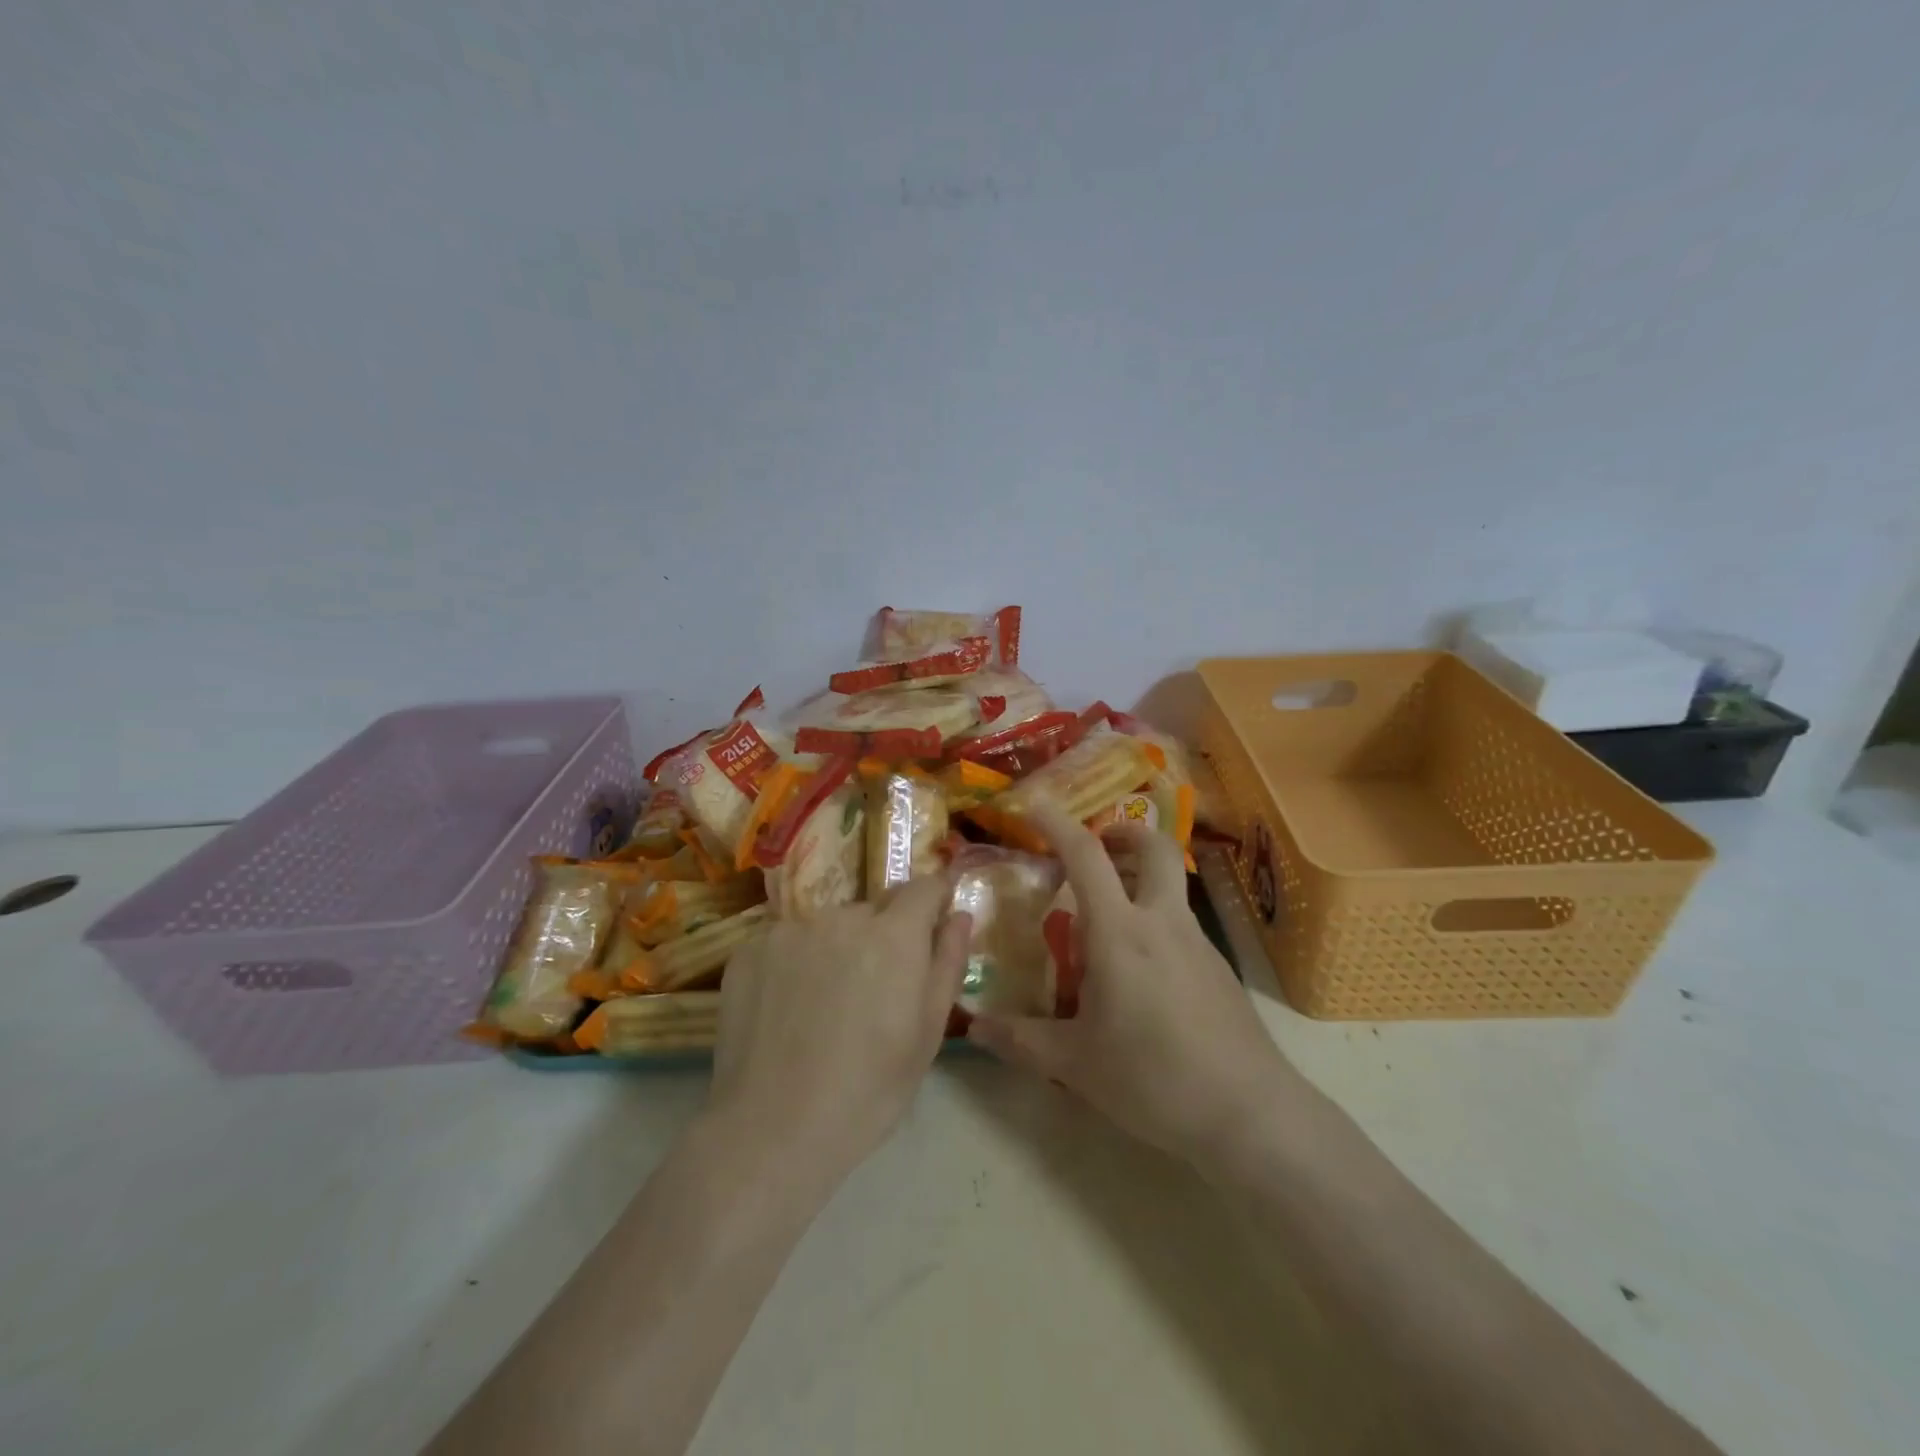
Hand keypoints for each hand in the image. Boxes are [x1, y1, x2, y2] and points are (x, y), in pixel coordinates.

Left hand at [710, 876, 970, 1181]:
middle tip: (873, 992)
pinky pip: (787, 942)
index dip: (933, 901)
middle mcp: (842, 917)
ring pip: (828, 926)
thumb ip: (948, 963)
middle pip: (873, 910)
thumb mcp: (927, 1034)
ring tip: (824, 1006)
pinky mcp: (750, 949)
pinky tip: (787, 1010)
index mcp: (894, 935)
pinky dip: (794, 963)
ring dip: (836, 949)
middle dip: (882, 936)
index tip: (932, 924)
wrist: (771, 1130)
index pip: (923, 887)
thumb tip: (959, 915)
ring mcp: (790, 929)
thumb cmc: (868, 1091)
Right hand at [966, 802, 1307, 1169]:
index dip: (1057, 823)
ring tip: (1105, 913)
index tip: (1034, 804)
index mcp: (1121, 933)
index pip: (1086, 856)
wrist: (1250, 1115)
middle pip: (1155, 847)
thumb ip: (1020, 1040)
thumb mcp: (1075, 1064)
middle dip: (1123, 832)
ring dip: (1139, 876)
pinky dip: (1154, 918)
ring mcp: (1198, 943)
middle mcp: (1163, 923)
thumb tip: (974, 1028)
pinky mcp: (1219, 969)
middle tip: (1095, 847)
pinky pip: (1180, 923)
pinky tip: (1139, 970)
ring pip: (1171, 884)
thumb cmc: (1154, 1079)